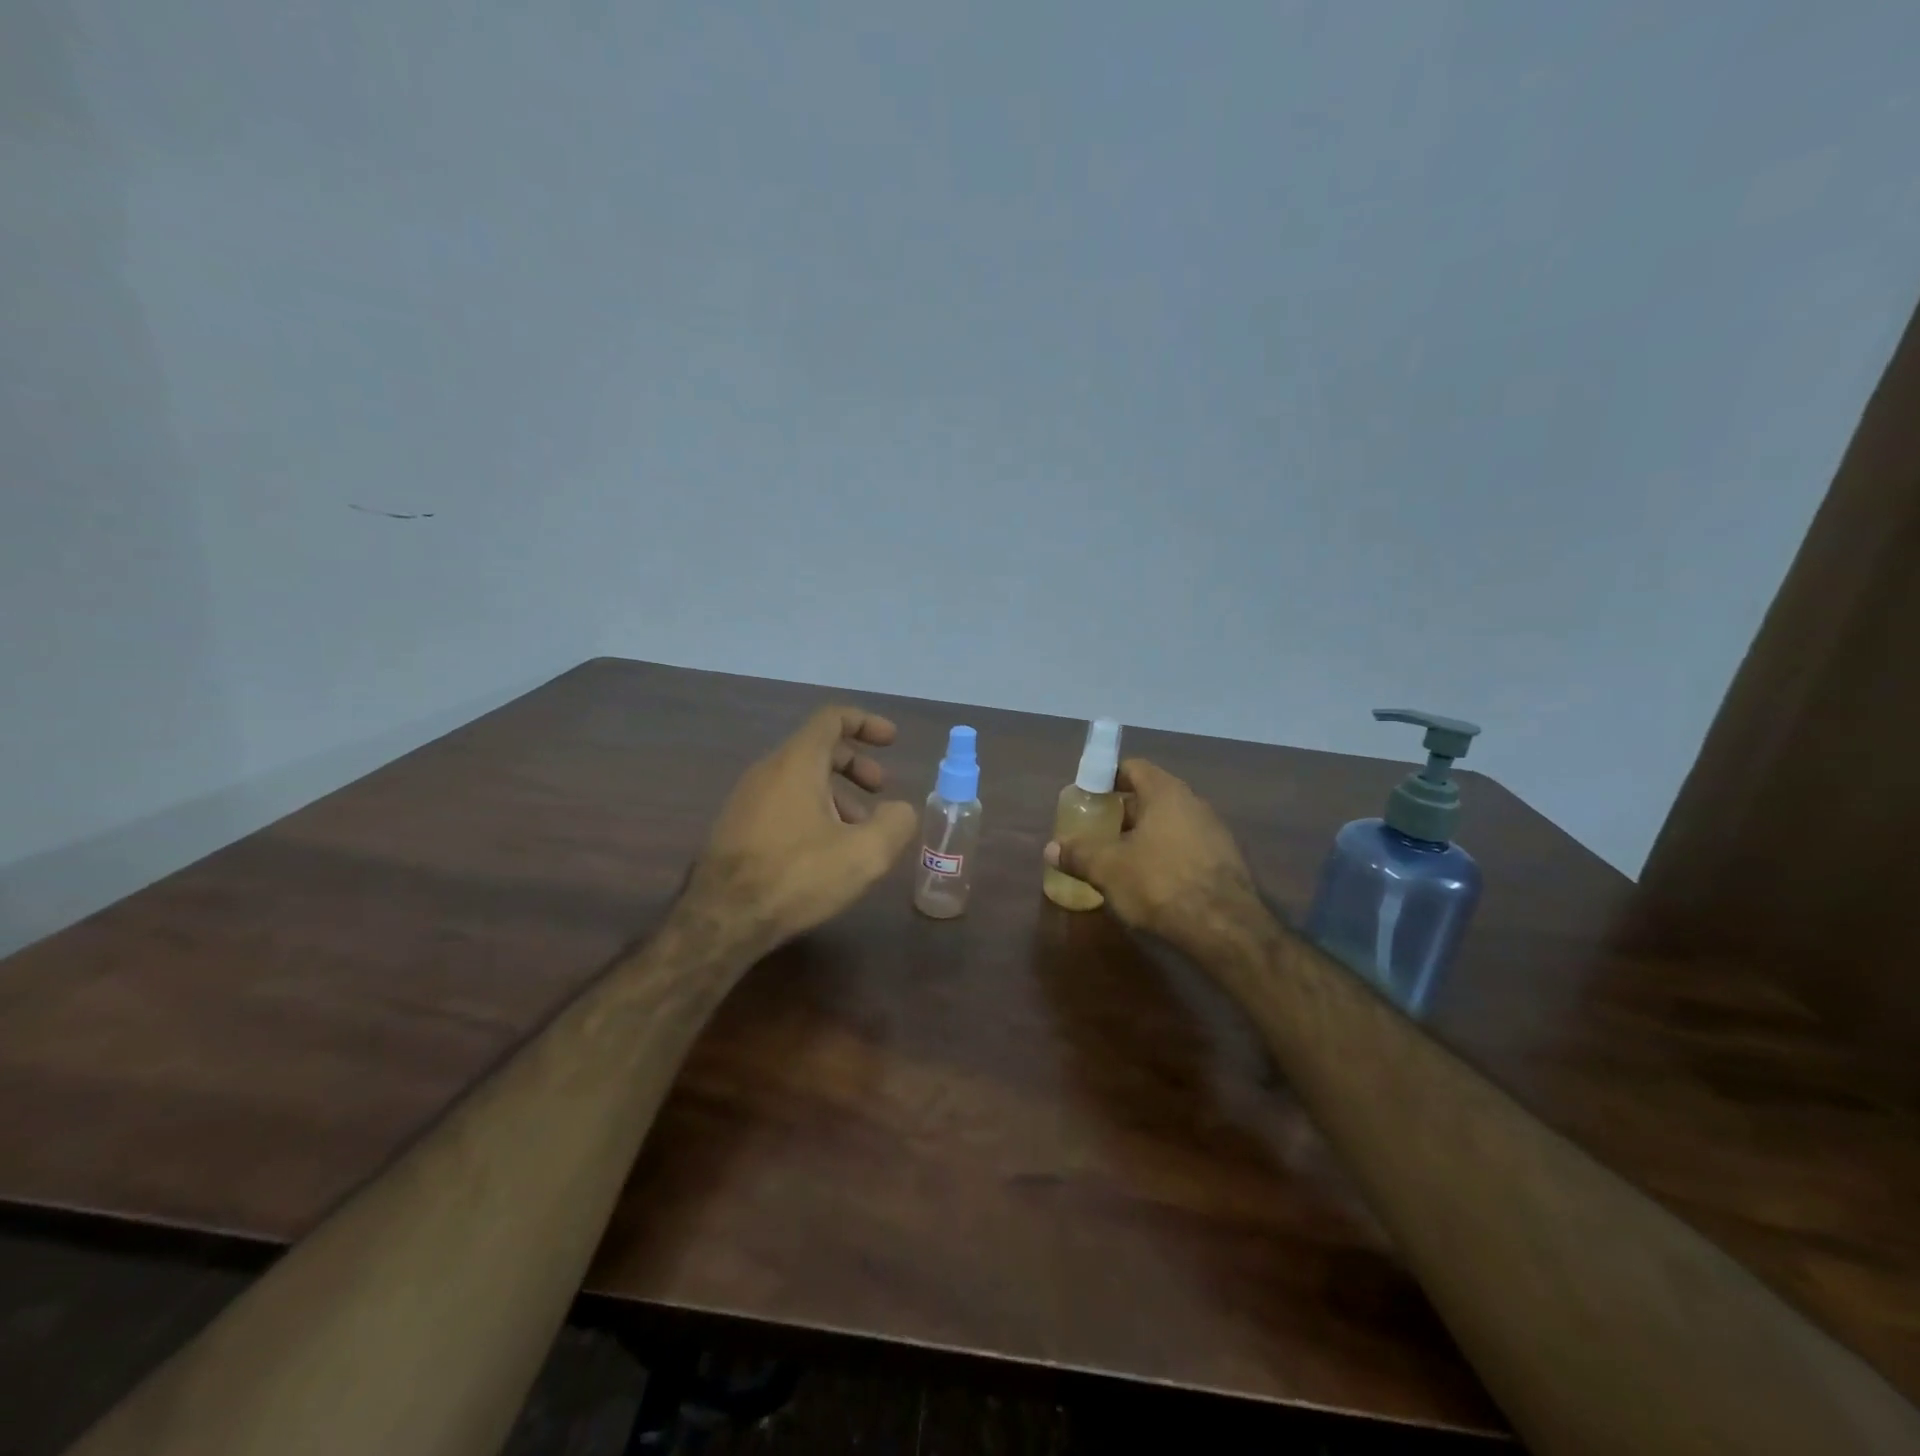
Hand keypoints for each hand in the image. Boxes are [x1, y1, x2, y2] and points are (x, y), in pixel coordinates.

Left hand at [684, 706, 917, 951]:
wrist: (721, 920)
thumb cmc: (797, 876)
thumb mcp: (864, 853)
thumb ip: (895, 823)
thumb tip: (900, 810)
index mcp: (797, 763)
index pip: (832, 718)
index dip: (866, 723)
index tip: (891, 741)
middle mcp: (767, 770)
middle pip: (817, 748)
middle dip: (855, 764)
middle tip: (880, 789)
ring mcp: (746, 799)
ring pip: (800, 779)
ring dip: (836, 792)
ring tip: (858, 829)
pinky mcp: (736, 827)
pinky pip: (782, 801)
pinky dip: (812, 809)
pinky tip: (824, 850)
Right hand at [1044, 759, 1265, 963]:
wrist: (1225, 928)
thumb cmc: (1160, 883)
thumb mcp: (1108, 869)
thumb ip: (1078, 854)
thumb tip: (1051, 849)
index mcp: (1166, 792)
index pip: (1134, 768)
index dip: (1108, 777)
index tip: (1088, 794)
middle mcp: (1194, 803)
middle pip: (1151, 796)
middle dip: (1123, 812)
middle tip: (1096, 829)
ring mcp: (1214, 832)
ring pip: (1169, 823)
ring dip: (1144, 835)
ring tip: (1118, 857)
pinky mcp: (1225, 862)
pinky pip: (1186, 847)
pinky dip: (1164, 855)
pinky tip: (1150, 880)